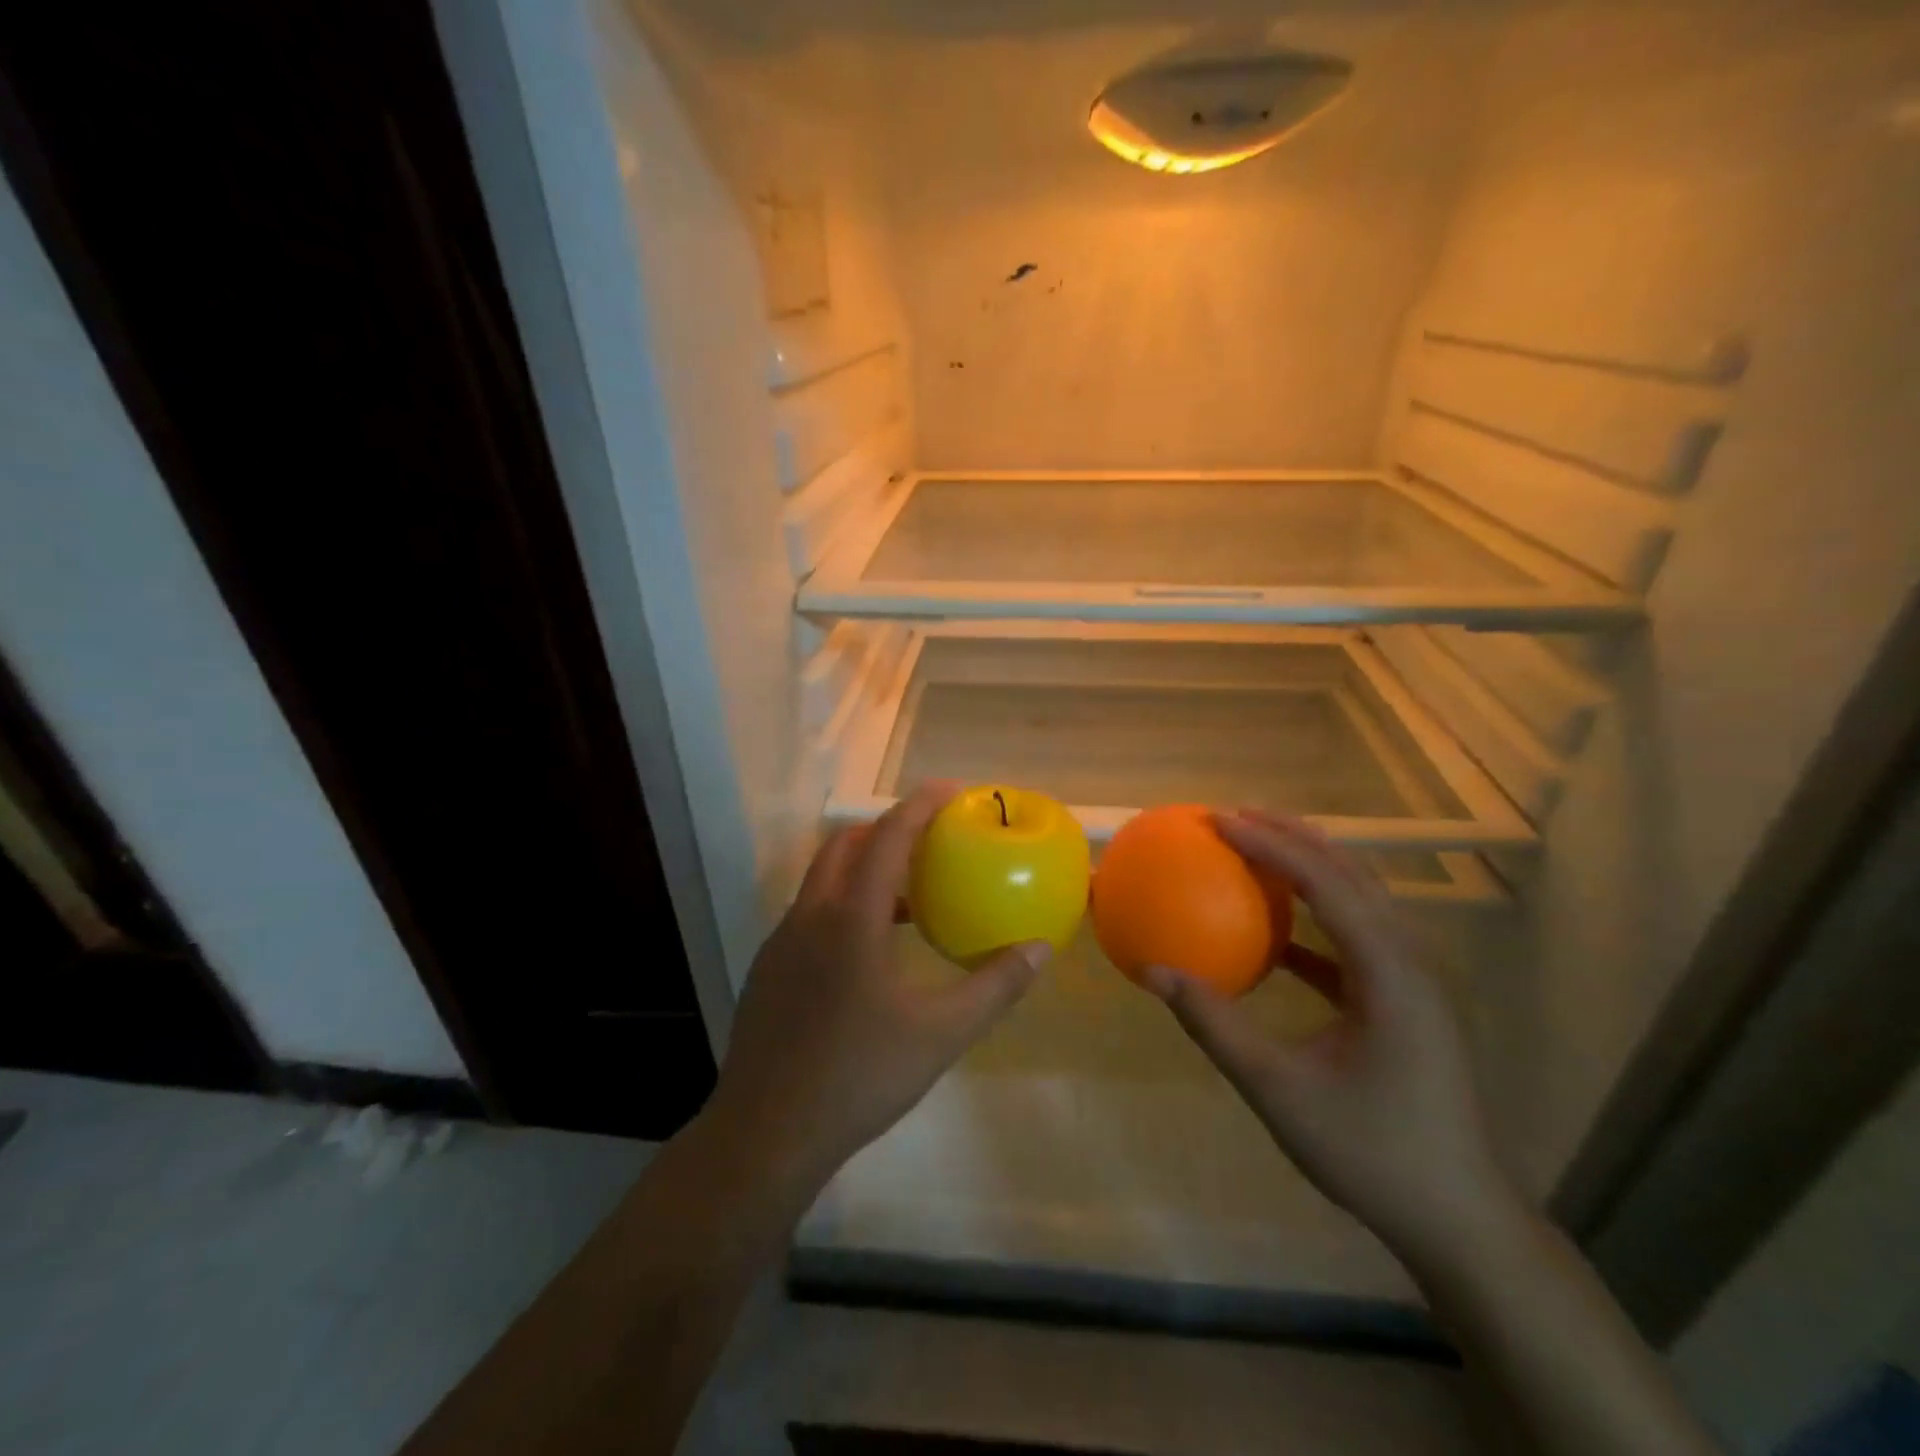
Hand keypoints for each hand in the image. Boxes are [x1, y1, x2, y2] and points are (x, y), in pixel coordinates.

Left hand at [705, 782, 1047, 1192]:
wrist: (766, 1133)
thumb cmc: (859, 1075)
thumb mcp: (941, 1034)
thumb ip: (995, 987)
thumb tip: (1040, 949)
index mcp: (851, 917)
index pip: (887, 837)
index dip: (919, 805)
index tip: (951, 791)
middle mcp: (810, 915)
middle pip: (846, 844)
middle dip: (887, 828)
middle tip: (930, 838)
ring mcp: (782, 941)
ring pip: (823, 879)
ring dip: (864, 868)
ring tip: (909, 896)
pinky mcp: (768, 967)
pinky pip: (810, 912)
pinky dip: (844, 903)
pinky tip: (868, 950)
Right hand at [1141, 810, 1518, 1260]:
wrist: (1459, 1219)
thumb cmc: (1370, 1151)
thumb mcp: (1277, 1089)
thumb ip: (1213, 1024)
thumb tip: (1152, 972)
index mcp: (1389, 972)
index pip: (1327, 883)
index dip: (1270, 844)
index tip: (1218, 820)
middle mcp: (1410, 961)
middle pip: (1351, 874)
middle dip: (1293, 835)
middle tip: (1235, 815)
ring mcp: (1414, 981)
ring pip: (1360, 899)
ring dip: (1309, 867)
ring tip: (1257, 847)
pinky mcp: (1406, 1002)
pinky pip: (1357, 938)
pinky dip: (1317, 917)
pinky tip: (1279, 931)